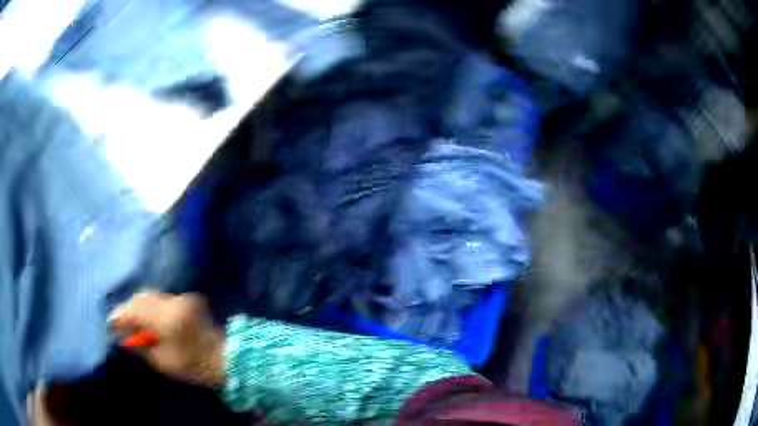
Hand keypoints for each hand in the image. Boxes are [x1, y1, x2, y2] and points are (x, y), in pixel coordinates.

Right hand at [109, 291, 225, 387]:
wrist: (225, 357)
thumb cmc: (193, 365)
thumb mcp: (162, 362)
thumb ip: (141, 347)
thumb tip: (124, 338)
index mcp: (165, 319)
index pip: (134, 311)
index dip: (120, 316)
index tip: (110, 324)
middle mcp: (172, 302)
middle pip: (141, 298)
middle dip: (128, 309)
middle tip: (120, 323)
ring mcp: (180, 298)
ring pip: (150, 296)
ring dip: (139, 306)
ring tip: (132, 321)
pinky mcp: (187, 298)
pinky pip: (161, 298)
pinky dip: (151, 305)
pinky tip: (147, 316)